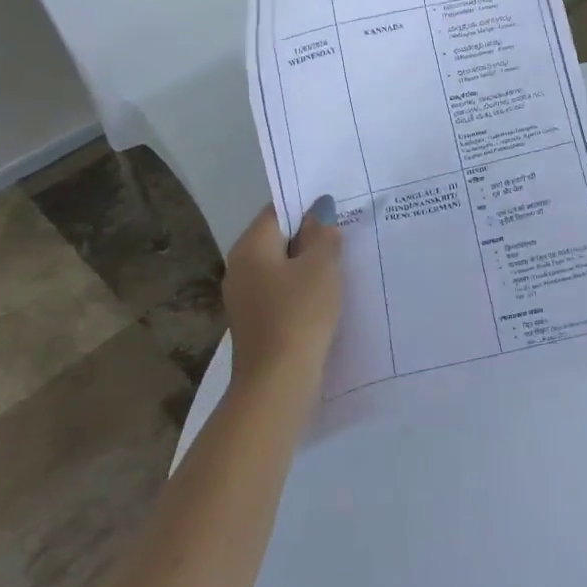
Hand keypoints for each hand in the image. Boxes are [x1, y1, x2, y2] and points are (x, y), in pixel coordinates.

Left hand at [221, 199, 343, 385]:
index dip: (307, 205)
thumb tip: (319, 209)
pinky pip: (281, 292)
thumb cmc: (300, 313)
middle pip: (278, 239)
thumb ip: (322, 233)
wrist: (277, 381)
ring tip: (342, 263)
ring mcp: (244, 298)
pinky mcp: (256, 322)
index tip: (338, 208)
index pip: (278, 211)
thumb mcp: (321, 266)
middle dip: (310, 236)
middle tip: (346, 233)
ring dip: (308, 264)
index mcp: (250, 247)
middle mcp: (240, 268)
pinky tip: (326, 296)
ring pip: (281, 267)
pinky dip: (302, 288)